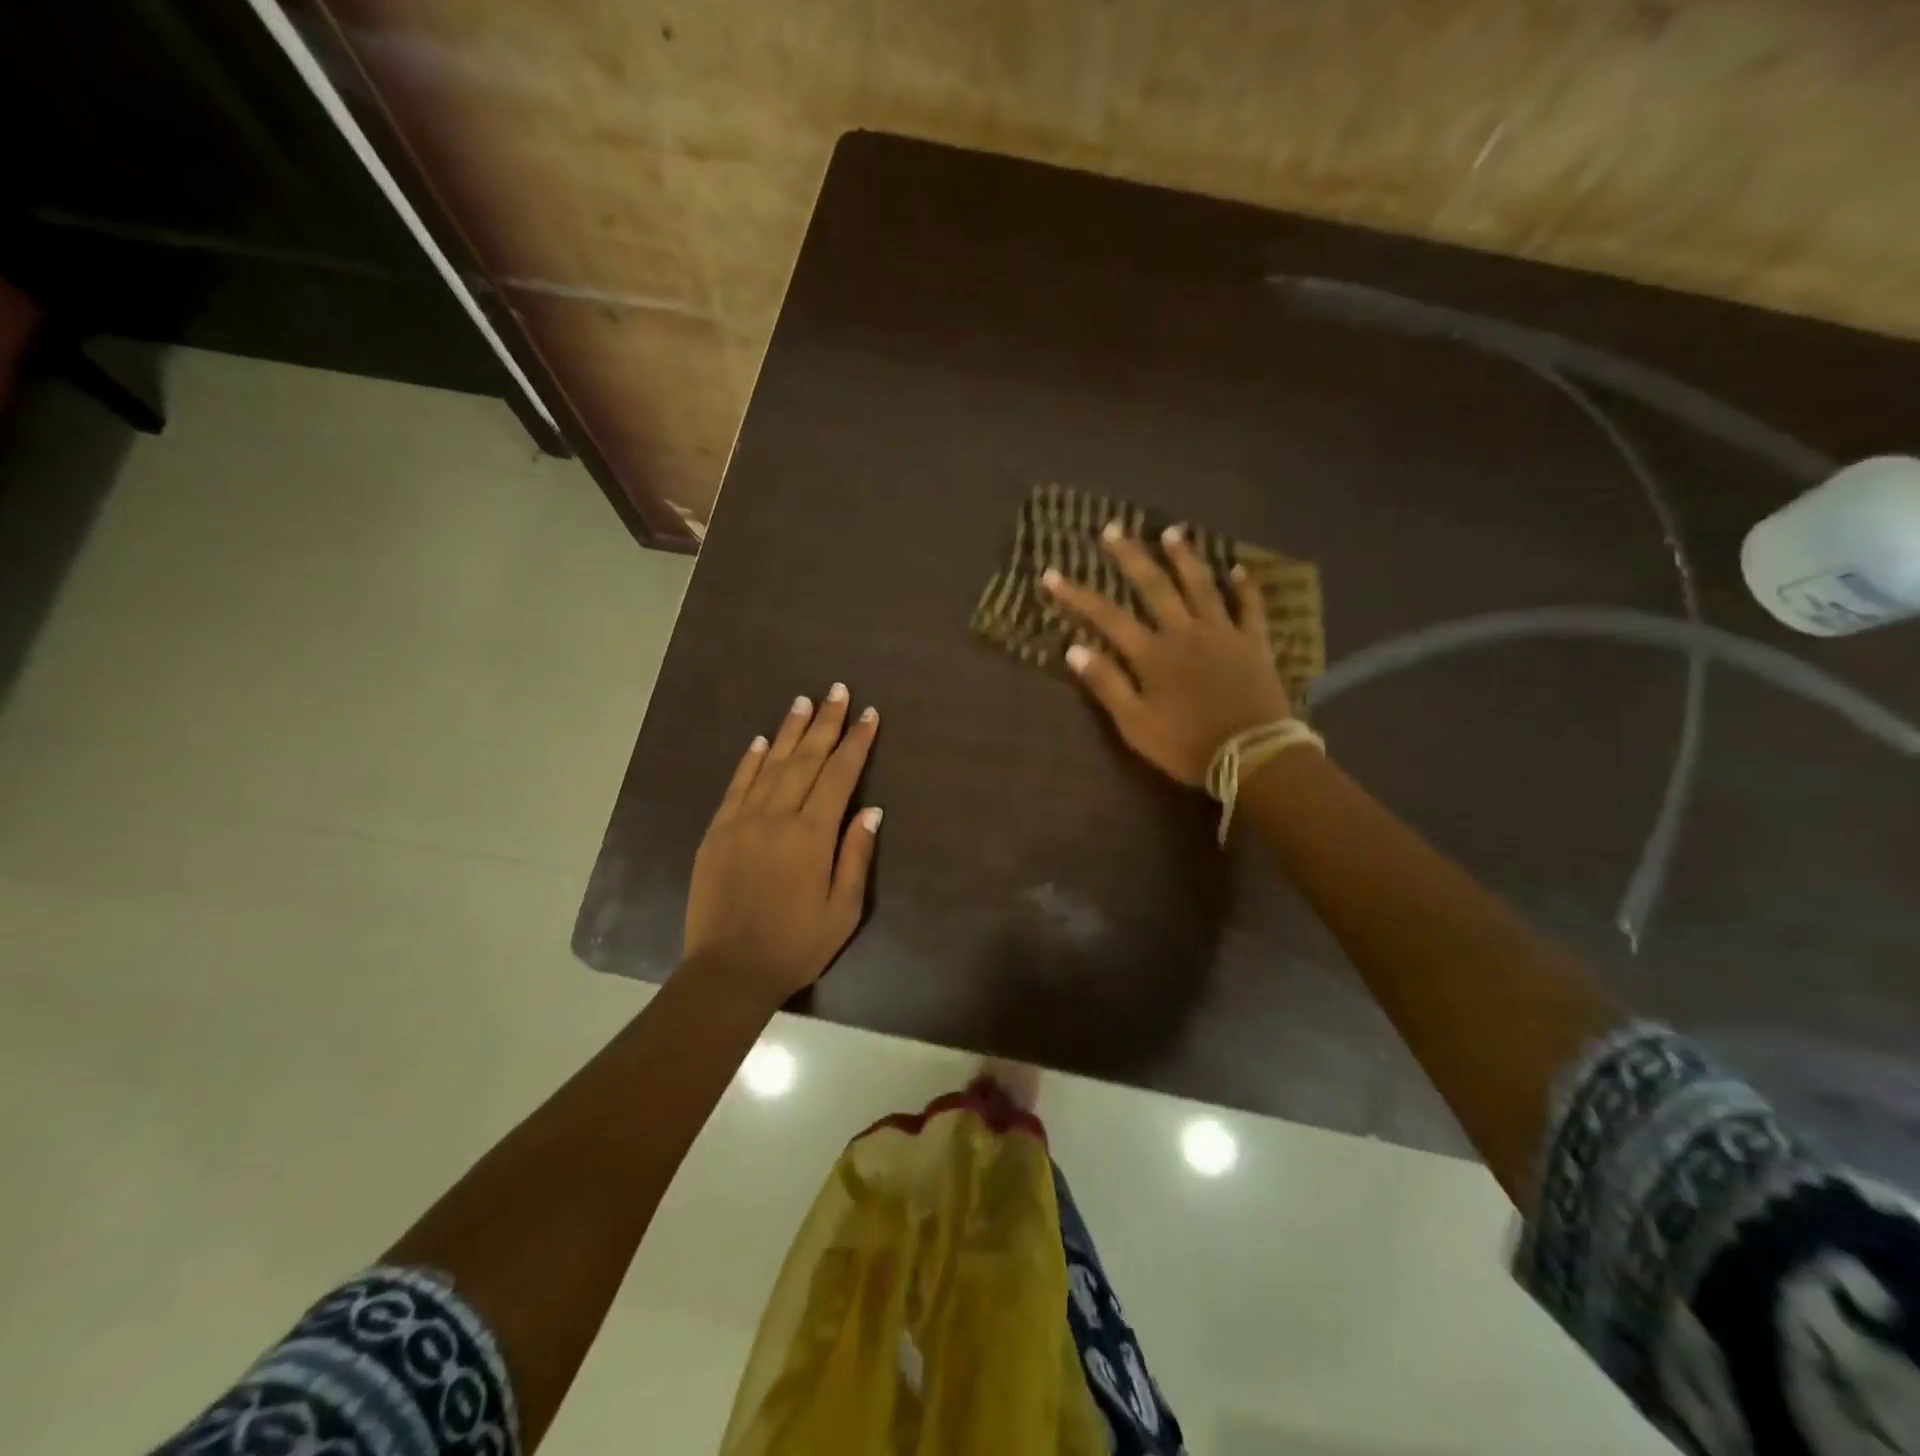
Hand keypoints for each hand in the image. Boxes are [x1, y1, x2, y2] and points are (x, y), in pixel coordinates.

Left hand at [684, 684, 881, 1002]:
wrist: (728, 971)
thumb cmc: (795, 945)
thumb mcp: (843, 910)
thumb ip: (856, 855)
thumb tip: (871, 809)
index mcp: (811, 835)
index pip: (840, 775)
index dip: (856, 742)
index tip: (869, 714)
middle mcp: (776, 817)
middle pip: (806, 759)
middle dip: (825, 722)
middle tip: (837, 690)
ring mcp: (742, 821)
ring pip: (771, 765)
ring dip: (789, 731)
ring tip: (804, 701)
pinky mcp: (717, 831)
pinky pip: (736, 786)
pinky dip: (750, 760)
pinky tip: (762, 741)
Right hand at [1043, 522, 1291, 786]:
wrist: (1252, 756)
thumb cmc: (1186, 745)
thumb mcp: (1135, 724)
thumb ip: (1106, 684)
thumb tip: (1073, 649)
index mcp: (1152, 654)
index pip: (1107, 617)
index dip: (1077, 595)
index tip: (1052, 573)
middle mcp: (1185, 632)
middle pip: (1155, 586)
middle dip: (1131, 557)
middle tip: (1114, 528)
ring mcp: (1223, 633)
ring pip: (1202, 586)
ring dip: (1186, 557)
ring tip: (1173, 532)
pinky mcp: (1254, 643)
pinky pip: (1250, 608)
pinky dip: (1245, 587)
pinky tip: (1240, 569)